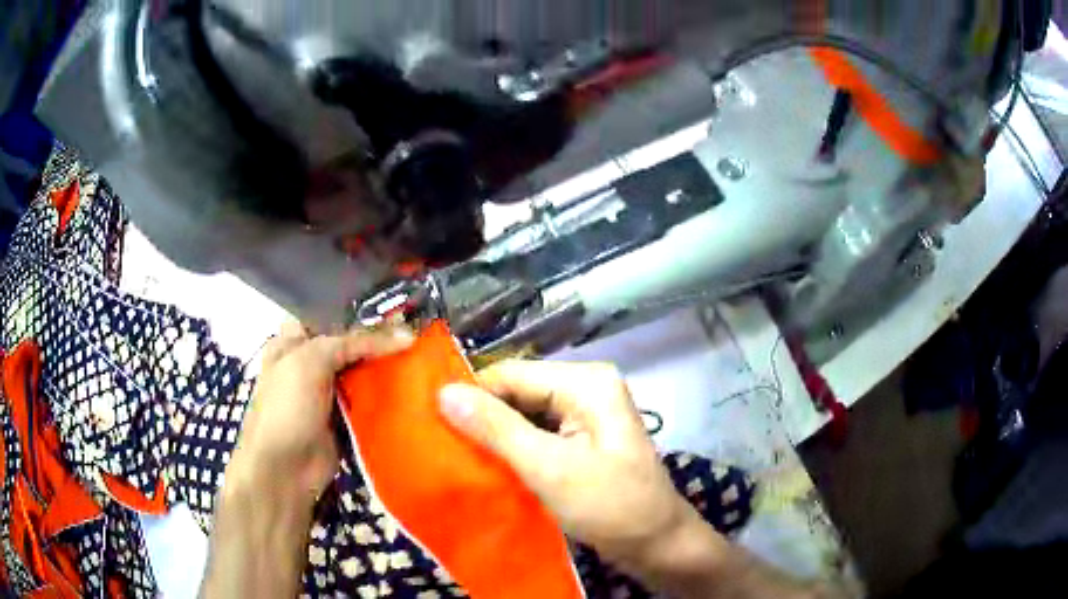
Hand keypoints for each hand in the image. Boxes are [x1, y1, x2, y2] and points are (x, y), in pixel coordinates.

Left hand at [227, 322, 414, 505]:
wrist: (285, 470)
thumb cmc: (287, 407)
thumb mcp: (312, 361)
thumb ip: (354, 343)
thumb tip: (406, 336)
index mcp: (293, 343)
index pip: (329, 317)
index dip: (359, 311)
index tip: (398, 306)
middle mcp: (309, 365)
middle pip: (349, 345)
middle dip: (379, 339)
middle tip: (418, 329)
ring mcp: (328, 394)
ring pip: (362, 373)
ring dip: (387, 367)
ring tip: (424, 352)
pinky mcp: (345, 420)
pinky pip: (369, 401)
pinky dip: (388, 395)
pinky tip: (416, 385)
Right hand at [438, 360, 693, 565]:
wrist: (657, 544)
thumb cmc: (610, 506)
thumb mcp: (549, 468)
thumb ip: (496, 429)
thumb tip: (443, 392)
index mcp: (585, 382)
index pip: (511, 374)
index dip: (471, 395)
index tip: (431, 422)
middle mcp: (586, 388)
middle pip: (518, 393)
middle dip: (482, 418)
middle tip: (440, 444)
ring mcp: (585, 415)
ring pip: (524, 415)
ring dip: (494, 436)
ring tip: (455, 455)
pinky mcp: (581, 440)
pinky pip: (537, 435)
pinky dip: (513, 449)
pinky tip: (487, 466)